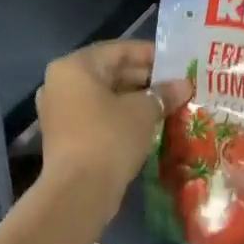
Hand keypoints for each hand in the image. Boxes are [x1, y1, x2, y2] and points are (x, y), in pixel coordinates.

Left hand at [36, 41, 188, 205]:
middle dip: (145, 79)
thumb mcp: (143, 111)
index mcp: (75, 66)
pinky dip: (121, 116)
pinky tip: (149, 123)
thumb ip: (163, 93)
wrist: (79, 193)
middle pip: (110, 72)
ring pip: (105, 96)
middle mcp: (61, 83)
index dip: (151, 55)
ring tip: (168, 103)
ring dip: (135, 99)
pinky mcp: (65, 135)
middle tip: (177, 85)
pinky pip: (97, 115)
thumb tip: (184, 85)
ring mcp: (60, 111)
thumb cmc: (109, 138)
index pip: (119, 50)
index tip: (178, 63)